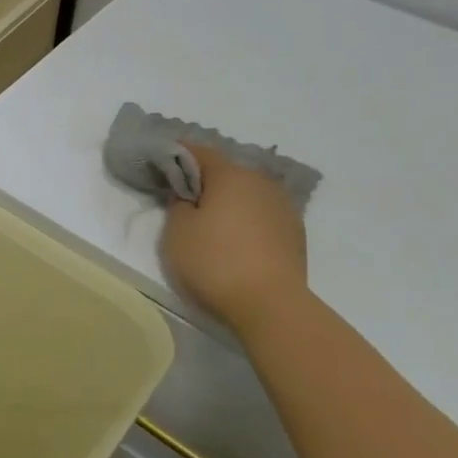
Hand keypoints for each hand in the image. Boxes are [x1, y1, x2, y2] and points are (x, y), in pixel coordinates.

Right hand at [161, 143, 308, 331]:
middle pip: (227, 172)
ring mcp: (283, 207)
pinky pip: (263, 215)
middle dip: (206, 181)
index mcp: (230, 175)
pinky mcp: (295, 233)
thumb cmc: (214, 262)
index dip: (178, 155)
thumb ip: (178, 204)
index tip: (163, 164)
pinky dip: (247, 220)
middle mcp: (261, 183)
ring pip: (248, 194)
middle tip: (185, 199)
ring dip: (230, 201)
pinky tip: (237, 240)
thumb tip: (189, 195)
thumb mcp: (177, 232)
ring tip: (213, 222)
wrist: (270, 305)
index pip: (200, 152)